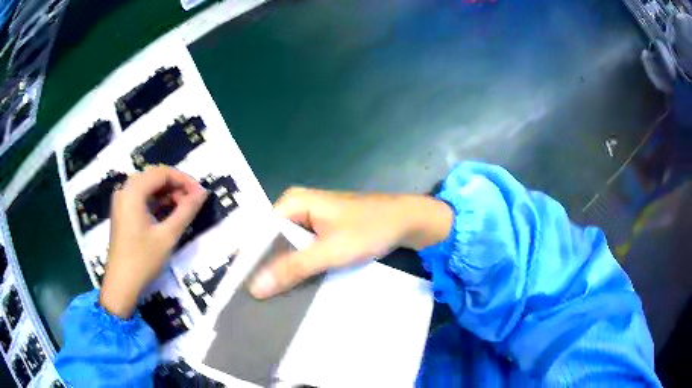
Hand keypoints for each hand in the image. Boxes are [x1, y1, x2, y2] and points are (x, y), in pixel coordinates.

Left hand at [100, 166, 207, 317]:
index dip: (183, 179)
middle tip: (193, 200)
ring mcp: (121, 201)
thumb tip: (202, 193)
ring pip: (147, 186)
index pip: (162, 173)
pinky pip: (141, 197)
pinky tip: (167, 212)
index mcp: (133, 192)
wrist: (121, 284)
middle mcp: (125, 190)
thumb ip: (186, 211)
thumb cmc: (143, 260)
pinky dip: (156, 200)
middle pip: (154, 176)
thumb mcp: (167, 236)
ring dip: (166, 192)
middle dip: (175, 185)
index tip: (200, 193)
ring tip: (183, 207)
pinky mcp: (122, 212)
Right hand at [250, 187, 453, 298]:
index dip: (251, 261)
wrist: (406, 221)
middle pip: (271, 241)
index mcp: (291, 202)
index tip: (242, 289)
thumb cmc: (368, 229)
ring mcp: (308, 219)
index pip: (259, 234)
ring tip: (270, 296)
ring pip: (286, 247)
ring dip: (282, 269)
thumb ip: (292, 268)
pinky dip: (298, 266)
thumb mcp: (329, 251)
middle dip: (266, 267)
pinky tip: (292, 285)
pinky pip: (301, 249)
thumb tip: (255, 287)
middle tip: (255, 298)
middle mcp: (295, 207)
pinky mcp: (320, 230)